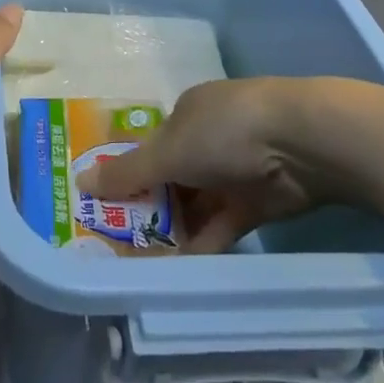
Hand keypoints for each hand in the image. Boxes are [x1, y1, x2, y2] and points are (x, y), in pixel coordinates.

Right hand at [75, 78, 369, 252]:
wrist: (303, 142)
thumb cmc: (225, 132)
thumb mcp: (168, 150)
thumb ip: (127, 173)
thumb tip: (80, 182)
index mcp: (186, 115)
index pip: (150, 147)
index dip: (129, 176)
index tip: (108, 208)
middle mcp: (209, 139)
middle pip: (171, 177)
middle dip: (149, 207)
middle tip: (121, 242)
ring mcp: (235, 170)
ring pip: (196, 203)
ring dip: (175, 229)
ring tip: (145, 262)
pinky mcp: (258, 201)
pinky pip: (222, 223)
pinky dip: (203, 242)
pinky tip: (181, 267)